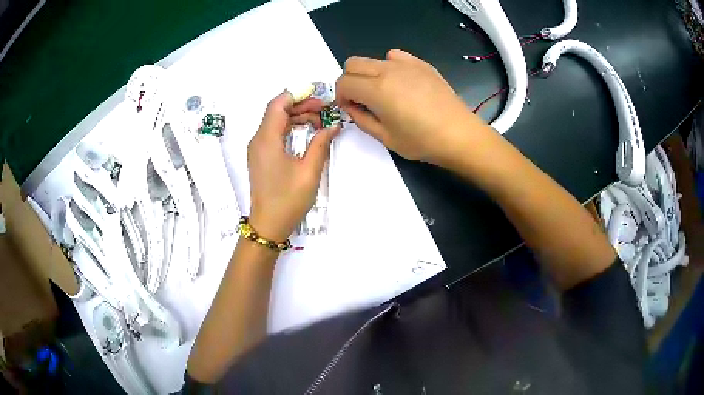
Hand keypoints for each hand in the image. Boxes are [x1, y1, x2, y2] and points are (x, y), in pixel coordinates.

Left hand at [247, 92, 339, 240]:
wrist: (268, 225)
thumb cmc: (288, 200)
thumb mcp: (309, 171)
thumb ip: (321, 144)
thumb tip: (333, 126)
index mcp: (266, 140)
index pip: (278, 105)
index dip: (297, 95)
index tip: (319, 96)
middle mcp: (258, 140)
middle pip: (277, 111)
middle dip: (301, 106)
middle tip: (326, 110)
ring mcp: (258, 149)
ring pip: (277, 122)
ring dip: (297, 117)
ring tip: (321, 121)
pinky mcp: (261, 157)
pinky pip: (275, 134)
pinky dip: (291, 129)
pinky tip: (307, 132)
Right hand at [336, 49, 491, 164]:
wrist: (459, 135)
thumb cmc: (422, 141)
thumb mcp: (385, 138)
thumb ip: (361, 119)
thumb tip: (352, 107)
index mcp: (376, 89)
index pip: (344, 82)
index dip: (340, 96)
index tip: (349, 108)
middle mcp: (388, 70)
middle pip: (353, 63)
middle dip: (349, 80)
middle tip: (360, 99)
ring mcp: (407, 64)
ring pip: (373, 58)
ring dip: (368, 73)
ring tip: (382, 92)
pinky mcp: (422, 64)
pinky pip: (396, 56)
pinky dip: (389, 66)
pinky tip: (401, 83)